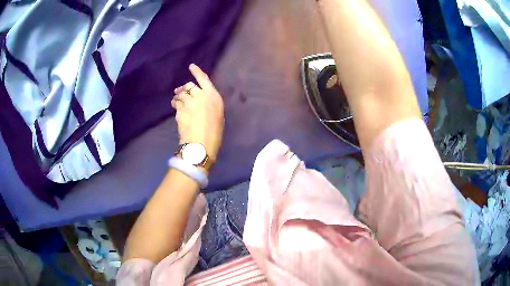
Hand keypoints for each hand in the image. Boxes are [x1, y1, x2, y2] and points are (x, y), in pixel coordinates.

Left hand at [171, 64, 224, 162]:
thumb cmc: (214, 133)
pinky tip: (175, 106)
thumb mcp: (218, 116)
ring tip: (176, 99)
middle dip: (184, 87)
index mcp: (213, 96)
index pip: (203, 79)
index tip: (191, 66)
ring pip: (180, 93)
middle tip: (180, 90)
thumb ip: (209, 104)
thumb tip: (202, 101)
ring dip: (178, 95)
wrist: (201, 145)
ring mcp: (189, 102)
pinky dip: (175, 103)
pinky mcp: (179, 110)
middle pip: (189, 85)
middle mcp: (200, 96)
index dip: (196, 71)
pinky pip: (176, 103)